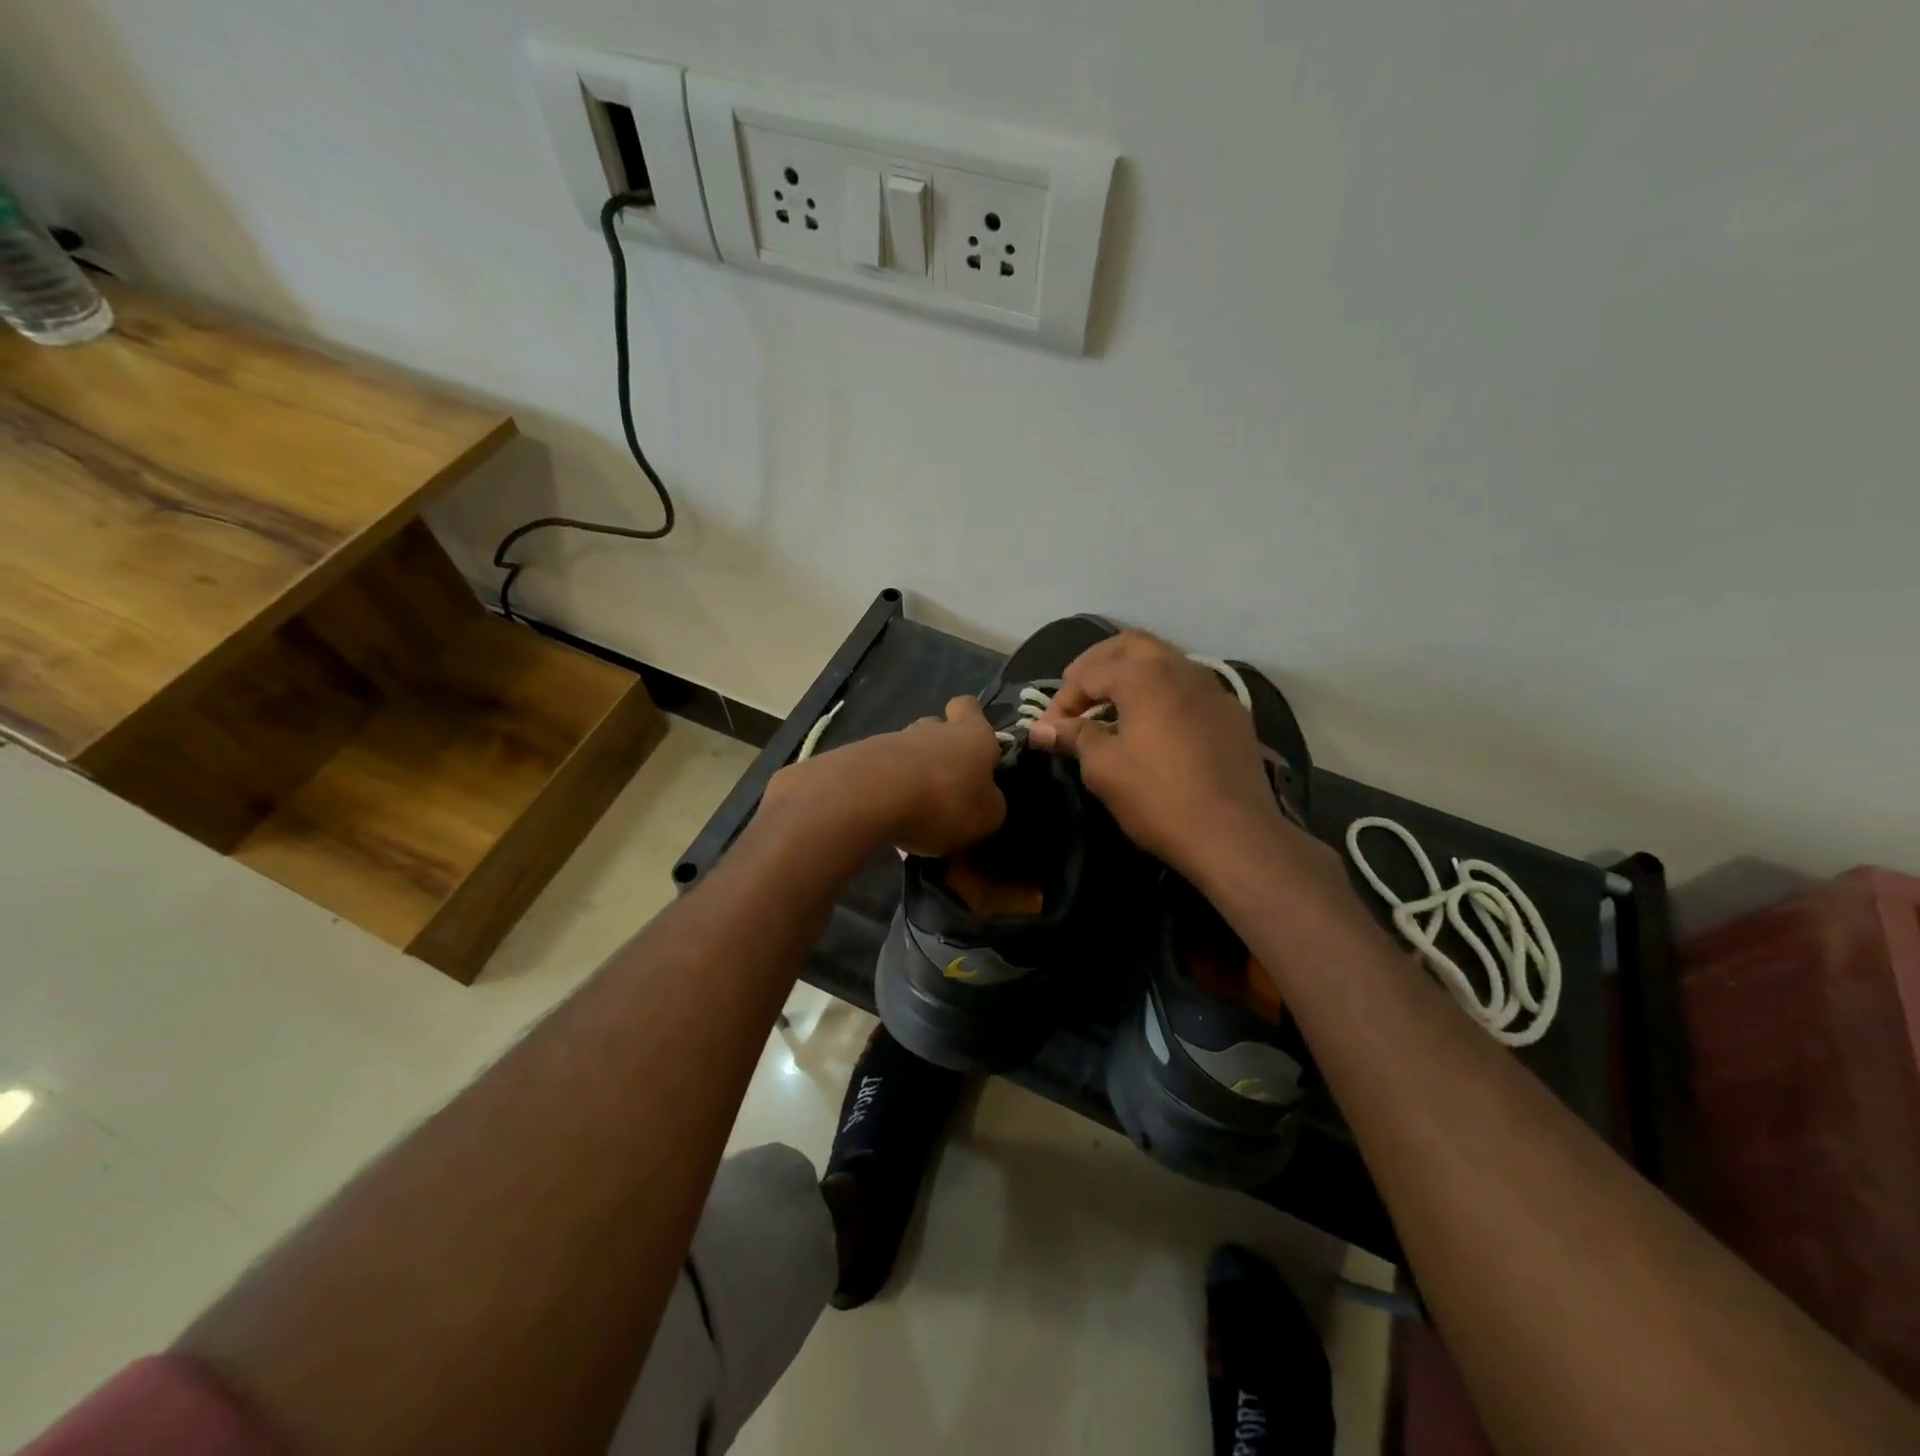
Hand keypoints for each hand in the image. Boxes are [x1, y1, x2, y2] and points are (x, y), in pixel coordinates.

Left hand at [763, 697, 1005, 856]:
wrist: (868, 796)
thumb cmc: (943, 802)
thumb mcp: (986, 817)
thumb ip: (990, 804)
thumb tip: (986, 799)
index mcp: (972, 735)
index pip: (970, 707)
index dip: (973, 721)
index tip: (976, 748)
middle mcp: (933, 729)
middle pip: (937, 729)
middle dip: (941, 754)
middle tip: (946, 788)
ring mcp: (892, 740)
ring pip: (908, 751)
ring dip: (913, 775)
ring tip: (914, 812)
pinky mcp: (860, 757)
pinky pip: (882, 771)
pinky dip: (887, 790)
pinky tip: (887, 818)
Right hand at [1028, 632, 1309, 881]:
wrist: (1234, 835)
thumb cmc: (1158, 798)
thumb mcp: (1104, 768)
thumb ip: (1074, 737)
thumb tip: (1042, 728)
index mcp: (1145, 676)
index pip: (1090, 673)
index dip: (1062, 699)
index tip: (1047, 730)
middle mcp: (1181, 669)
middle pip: (1131, 646)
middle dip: (1098, 664)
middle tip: (1077, 692)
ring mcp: (1213, 689)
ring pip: (1165, 661)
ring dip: (1132, 674)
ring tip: (1111, 706)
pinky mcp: (1232, 715)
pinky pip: (1189, 688)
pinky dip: (1162, 693)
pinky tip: (1154, 724)